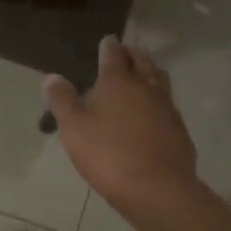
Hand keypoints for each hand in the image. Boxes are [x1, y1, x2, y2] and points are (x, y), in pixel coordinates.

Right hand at [44, 36, 201, 217]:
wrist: (158, 189)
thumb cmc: (109, 156)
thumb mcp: (74, 130)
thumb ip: (63, 101)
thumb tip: (51, 77)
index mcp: (118, 82)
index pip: (113, 54)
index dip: (108, 46)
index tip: (106, 41)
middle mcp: (146, 87)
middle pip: (141, 61)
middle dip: (132, 54)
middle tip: (124, 53)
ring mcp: (167, 107)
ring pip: (159, 79)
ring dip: (148, 72)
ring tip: (140, 76)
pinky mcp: (179, 128)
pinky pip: (167, 104)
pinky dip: (158, 99)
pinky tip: (152, 112)